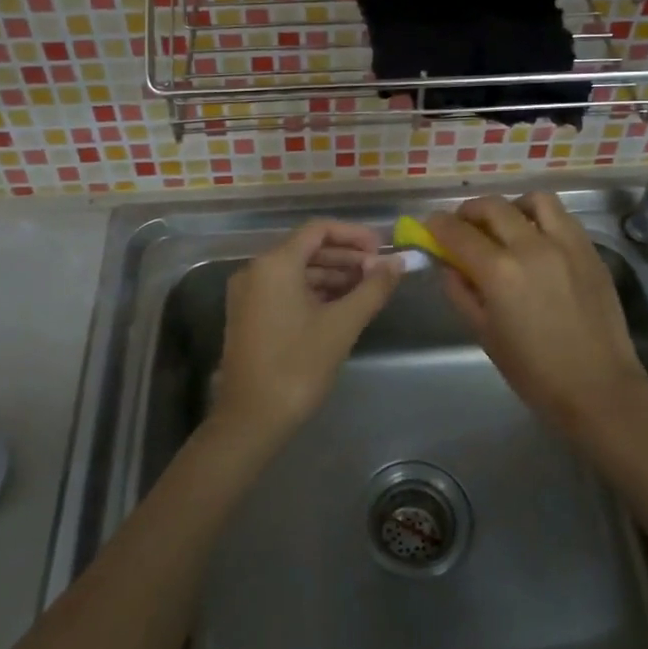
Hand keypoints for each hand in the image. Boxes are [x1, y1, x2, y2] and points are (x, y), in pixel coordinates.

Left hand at [214, 219, 402, 444]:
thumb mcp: (342, 325)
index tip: (382, 249)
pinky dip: (315, 291)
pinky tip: (341, 305)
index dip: (354, 234)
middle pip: (307, 248)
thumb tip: (398, 262)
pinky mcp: (249, 315)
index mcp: (275, 264)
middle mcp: (256, 270)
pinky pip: (286, 289)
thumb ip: (373, 288)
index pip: (319, 230)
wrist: (251, 419)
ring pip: (297, 270)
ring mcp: (249, 293)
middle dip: (346, 256)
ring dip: (333, 275)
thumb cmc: (298, 366)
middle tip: (380, 272)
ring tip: (367, 289)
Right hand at [426, 194, 647, 436]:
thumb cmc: (534, 371)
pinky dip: (542, 218)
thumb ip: (461, 293)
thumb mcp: (484, 334)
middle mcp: (532, 246)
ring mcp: (566, 244)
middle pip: (493, 207)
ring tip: (506, 224)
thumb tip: (447, 265)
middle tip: (462, 225)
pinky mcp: (590, 250)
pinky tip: (537, 239)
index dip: (438, 225)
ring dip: (511, 206)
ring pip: (534, 200)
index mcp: (500, 272)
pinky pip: (562, 217)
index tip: (431, 225)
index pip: (458, 233)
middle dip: (469, 211)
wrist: (598, 387)